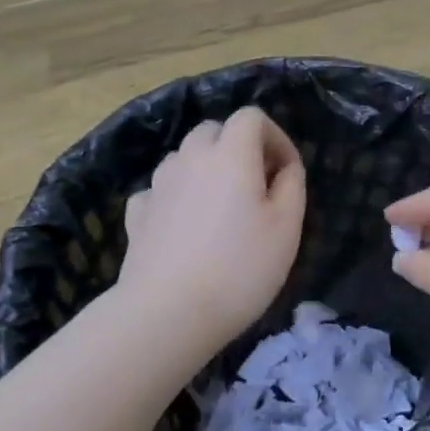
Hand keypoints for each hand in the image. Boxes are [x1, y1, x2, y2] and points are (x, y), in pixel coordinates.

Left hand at [118, 108, 305, 355]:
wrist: (168, 313)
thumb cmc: (240, 269)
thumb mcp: (287, 228)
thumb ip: (292, 185)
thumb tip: (284, 167)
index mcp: (230, 154)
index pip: (252, 117)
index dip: (275, 137)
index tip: (286, 173)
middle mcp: (190, 158)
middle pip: (214, 130)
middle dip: (238, 148)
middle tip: (256, 187)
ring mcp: (158, 184)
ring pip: (185, 157)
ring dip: (206, 170)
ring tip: (221, 208)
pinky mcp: (137, 213)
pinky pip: (160, 189)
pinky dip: (176, 196)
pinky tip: (184, 226)